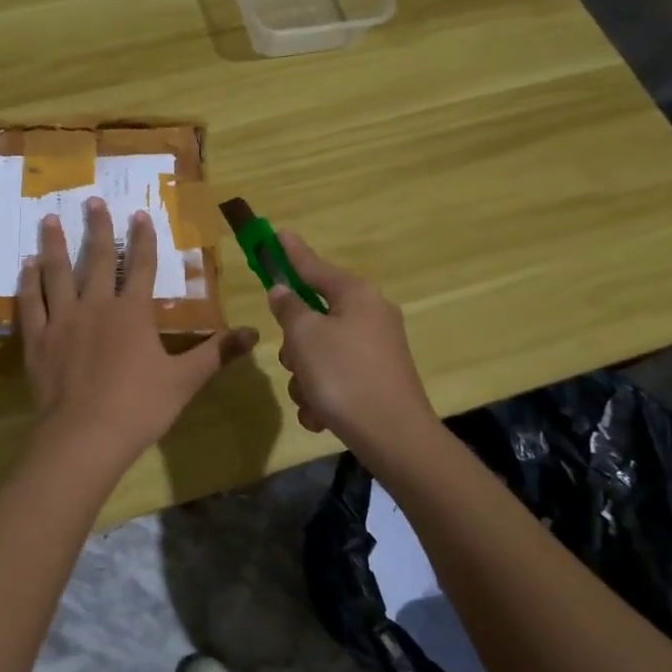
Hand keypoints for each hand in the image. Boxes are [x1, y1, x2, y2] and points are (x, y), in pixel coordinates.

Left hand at [19, 199, 256, 467]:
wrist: (84, 436)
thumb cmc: (139, 407)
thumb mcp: (185, 380)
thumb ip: (216, 353)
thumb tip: (253, 332)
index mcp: (132, 313)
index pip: (142, 266)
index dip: (143, 239)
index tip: (140, 214)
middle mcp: (95, 306)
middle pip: (98, 259)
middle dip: (98, 228)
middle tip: (92, 200)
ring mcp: (62, 320)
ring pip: (57, 273)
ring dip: (55, 244)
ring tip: (50, 218)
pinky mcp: (37, 339)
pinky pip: (31, 303)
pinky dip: (28, 282)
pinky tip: (26, 266)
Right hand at [266, 232, 436, 459]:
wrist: (394, 436)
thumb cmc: (344, 376)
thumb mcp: (305, 337)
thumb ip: (289, 308)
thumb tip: (284, 291)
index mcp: (356, 295)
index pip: (314, 266)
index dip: (291, 253)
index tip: (278, 234)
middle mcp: (370, 315)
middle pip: (314, 315)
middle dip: (296, 343)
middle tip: (294, 361)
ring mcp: (376, 348)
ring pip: (320, 350)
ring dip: (305, 376)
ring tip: (310, 397)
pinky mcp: (377, 378)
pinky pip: (336, 376)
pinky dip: (322, 394)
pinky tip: (320, 415)